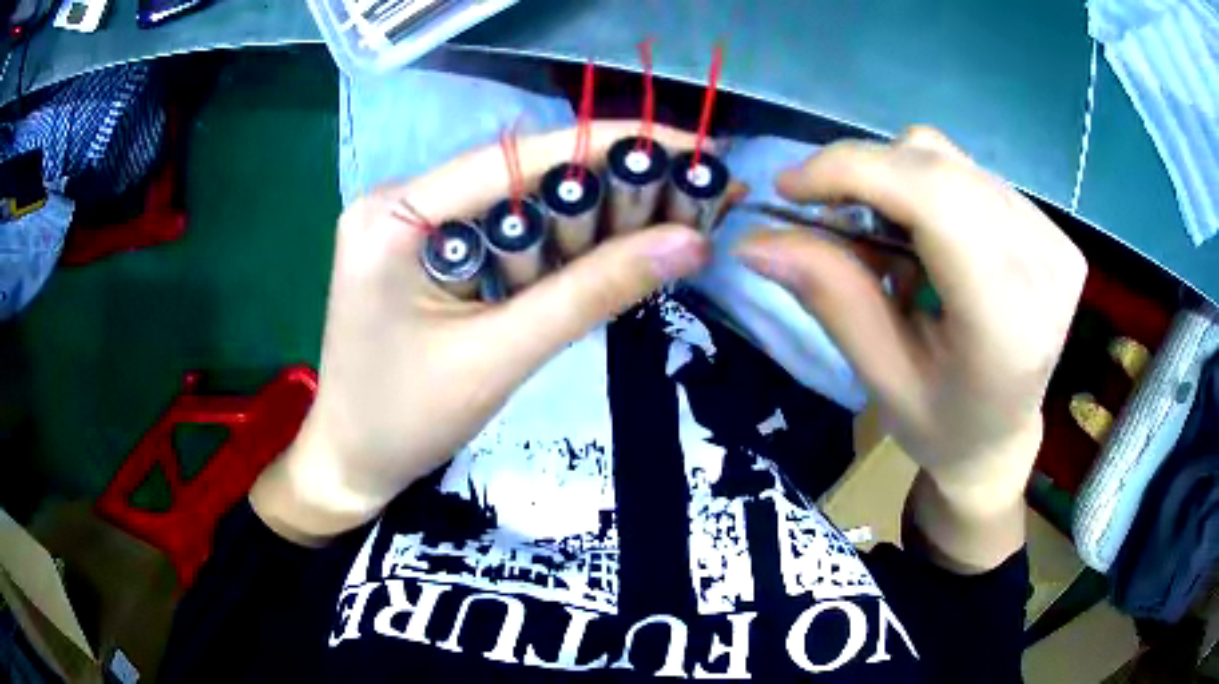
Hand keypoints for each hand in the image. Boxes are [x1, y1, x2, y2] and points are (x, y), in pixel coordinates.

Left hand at [252, 122, 710, 544]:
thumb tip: (691, 243)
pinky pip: (497, 230)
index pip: (517, 157)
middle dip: (605, 183)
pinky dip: (551, 242)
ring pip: (513, 201)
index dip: (610, 145)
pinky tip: (603, 248)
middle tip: (691, 194)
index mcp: (398, 213)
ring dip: (585, 214)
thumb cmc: (405, 422)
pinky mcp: (421, 250)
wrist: (351, 464)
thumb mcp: (500, 357)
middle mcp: (400, 199)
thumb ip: (592, 293)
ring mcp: (408, 222)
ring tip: (666, 219)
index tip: (689, 144)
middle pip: (518, 173)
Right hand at [737, 127, 1086, 566]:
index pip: (934, 198)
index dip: (853, 171)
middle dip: (864, 175)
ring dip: (895, 183)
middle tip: (826, 217)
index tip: (789, 187)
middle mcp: (1045, 266)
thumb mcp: (880, 377)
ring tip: (886, 244)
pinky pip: (970, 174)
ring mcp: (1056, 242)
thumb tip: (753, 241)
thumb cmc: (940, 425)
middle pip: (938, 167)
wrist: (1000, 438)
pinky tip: (926, 242)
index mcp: (1008, 321)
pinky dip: (927, 191)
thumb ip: (831, 298)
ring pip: (950, 161)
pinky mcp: (1053, 231)